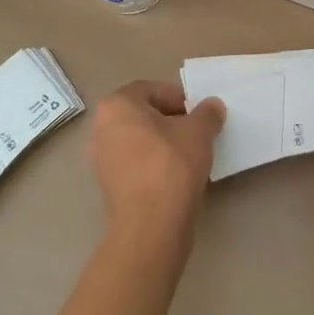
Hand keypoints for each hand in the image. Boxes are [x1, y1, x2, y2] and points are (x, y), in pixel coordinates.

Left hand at [90, 81, 225, 260]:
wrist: (151, 224)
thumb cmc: (172, 165)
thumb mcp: (199, 131)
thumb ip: (207, 113)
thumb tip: (212, 106)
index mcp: (117, 105)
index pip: (152, 89)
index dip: (179, 98)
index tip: (200, 113)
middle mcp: (101, 128)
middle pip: (143, 115)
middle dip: (171, 120)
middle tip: (197, 132)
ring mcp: (101, 159)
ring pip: (139, 141)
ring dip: (163, 143)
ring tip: (190, 154)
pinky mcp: (109, 186)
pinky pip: (135, 164)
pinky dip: (154, 164)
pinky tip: (176, 176)